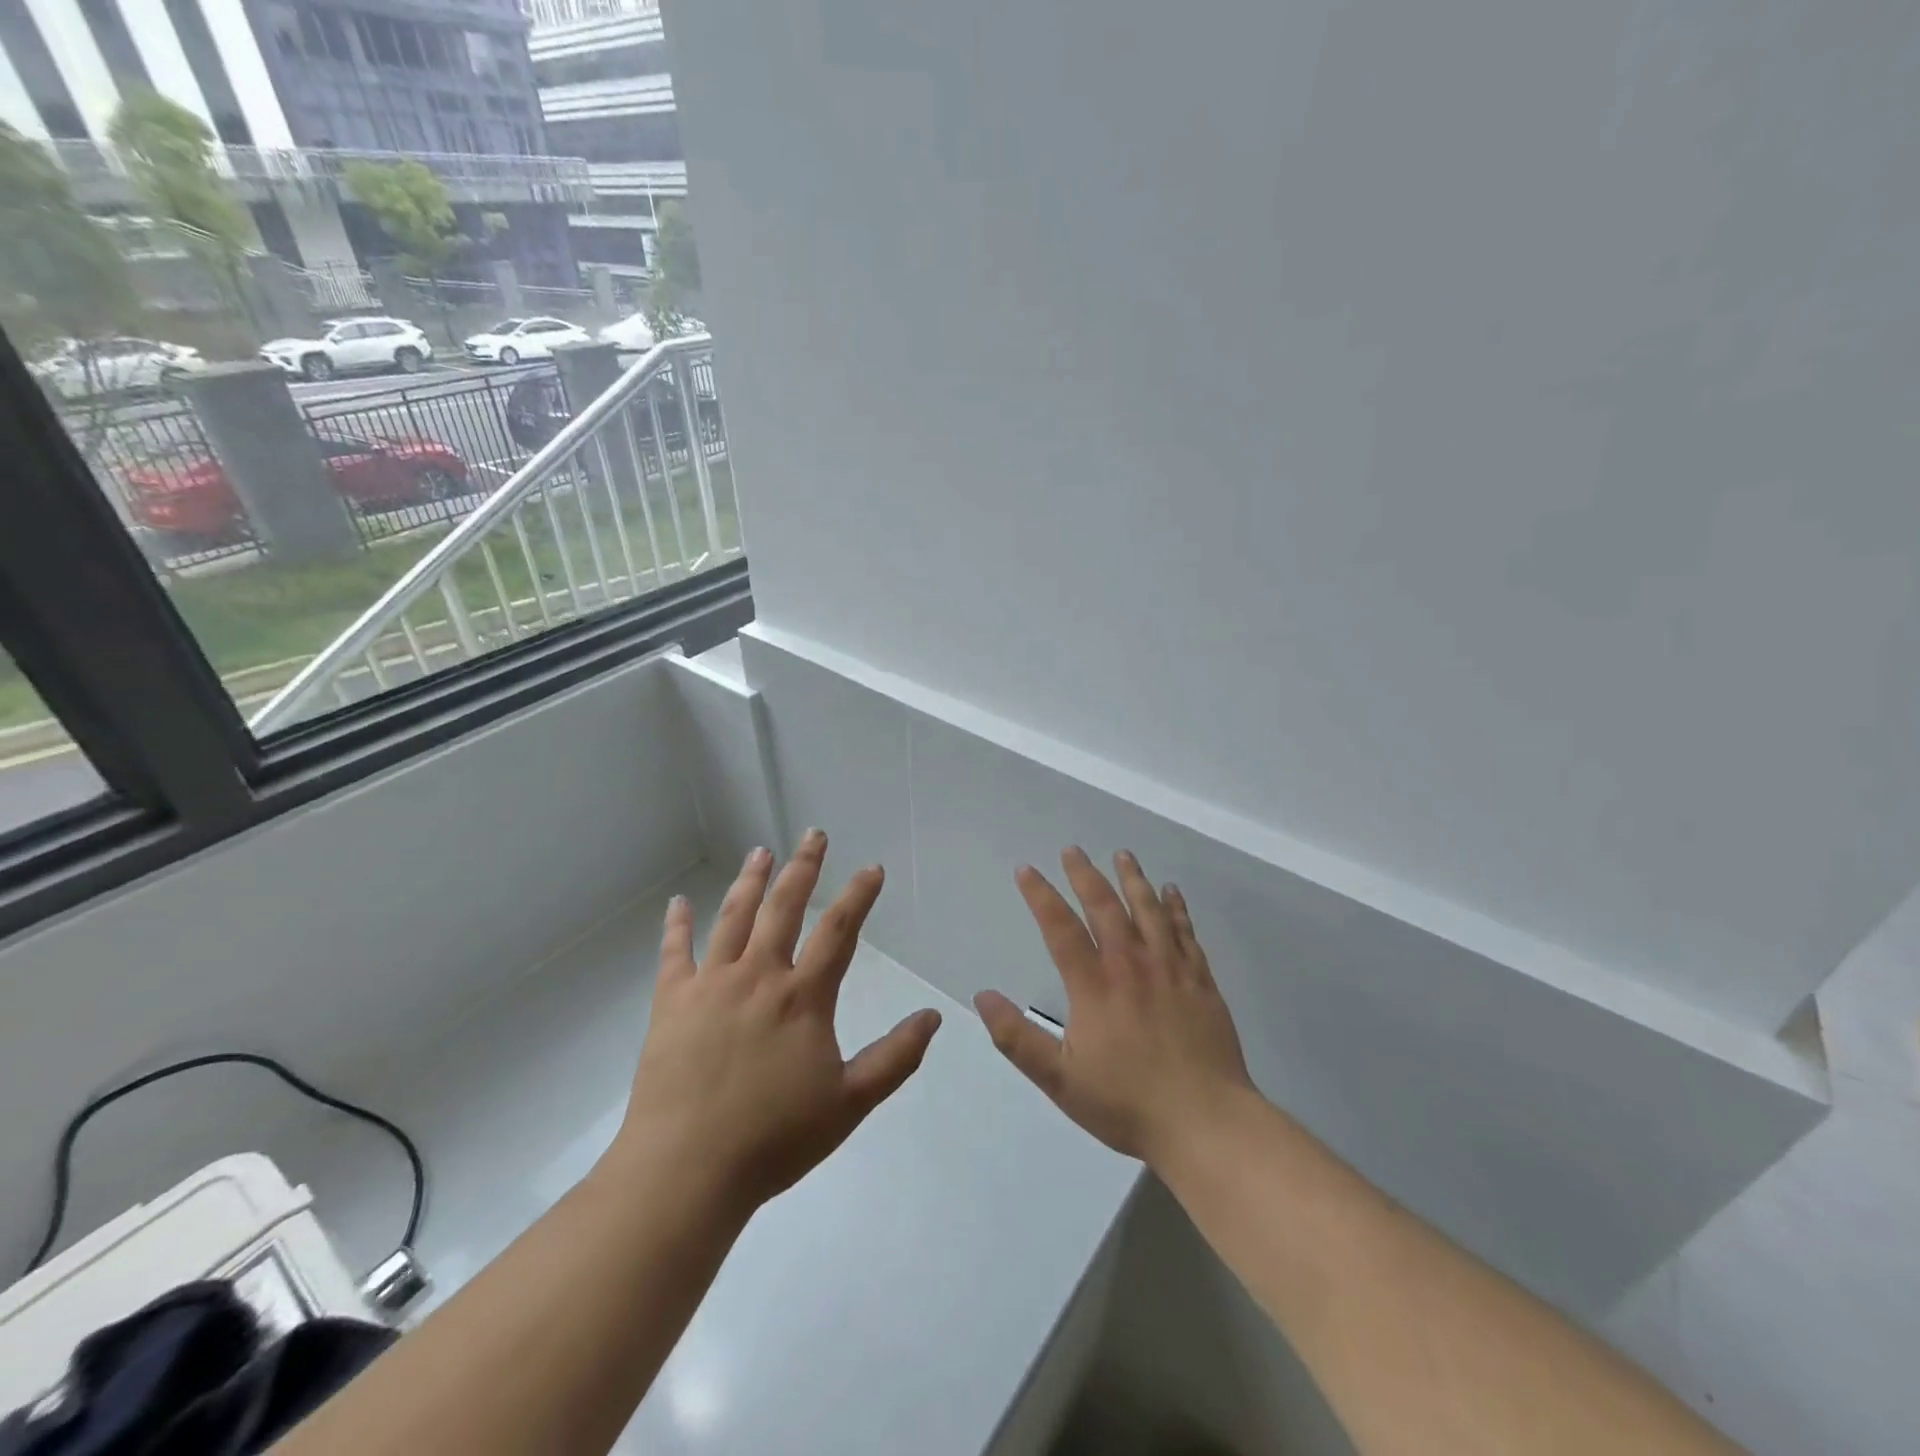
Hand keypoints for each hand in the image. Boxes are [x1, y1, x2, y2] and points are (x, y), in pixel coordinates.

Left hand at [609, 830, 942, 1213]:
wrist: (686, 1170)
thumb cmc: (774, 1139)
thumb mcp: (849, 1103)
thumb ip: (895, 1057)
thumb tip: (933, 1016)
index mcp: (802, 997)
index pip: (838, 931)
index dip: (858, 895)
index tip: (871, 868)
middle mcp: (759, 976)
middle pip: (784, 907)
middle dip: (803, 867)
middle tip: (813, 835)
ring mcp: (711, 984)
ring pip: (734, 917)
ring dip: (750, 881)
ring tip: (760, 851)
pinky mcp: (672, 1002)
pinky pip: (674, 953)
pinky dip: (676, 925)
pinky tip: (677, 903)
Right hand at [975, 847, 1254, 1167]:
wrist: (1205, 1122)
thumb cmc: (1127, 1103)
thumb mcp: (1060, 1080)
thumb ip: (1017, 1038)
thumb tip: (982, 996)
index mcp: (1094, 985)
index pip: (1060, 927)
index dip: (1040, 895)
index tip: (1026, 870)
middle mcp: (1131, 964)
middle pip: (1104, 906)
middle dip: (1085, 874)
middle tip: (1073, 850)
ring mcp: (1170, 968)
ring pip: (1148, 909)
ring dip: (1132, 878)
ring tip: (1122, 854)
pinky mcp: (1200, 980)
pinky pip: (1185, 931)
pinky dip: (1176, 908)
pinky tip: (1171, 892)